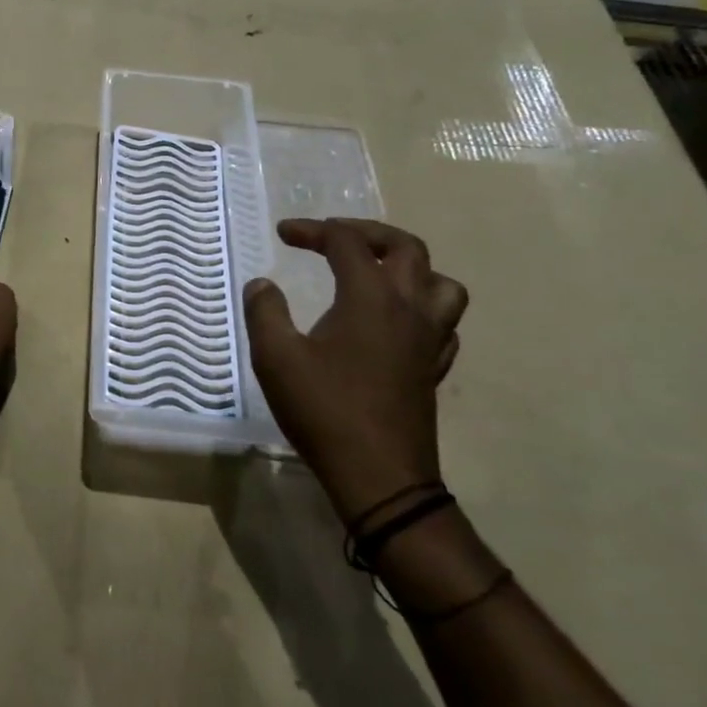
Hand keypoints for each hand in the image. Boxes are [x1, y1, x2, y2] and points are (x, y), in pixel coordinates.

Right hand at [242, 219, 467, 525]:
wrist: (380, 477)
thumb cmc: (325, 410)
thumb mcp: (276, 357)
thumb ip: (265, 312)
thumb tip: (262, 284)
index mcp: (370, 297)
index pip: (346, 242)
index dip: (312, 229)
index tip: (283, 234)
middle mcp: (408, 308)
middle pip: (406, 247)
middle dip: (367, 233)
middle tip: (333, 237)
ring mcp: (429, 339)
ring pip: (441, 283)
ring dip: (409, 267)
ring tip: (377, 274)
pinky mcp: (434, 368)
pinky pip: (444, 322)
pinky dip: (422, 307)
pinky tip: (396, 322)